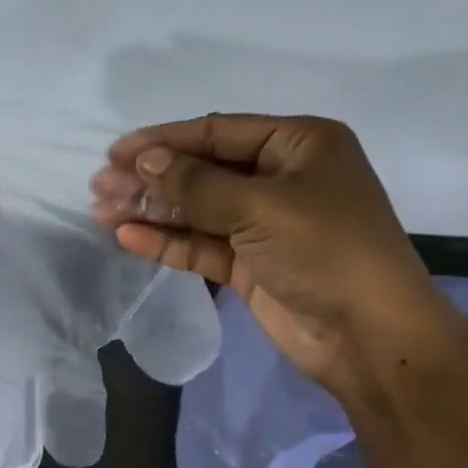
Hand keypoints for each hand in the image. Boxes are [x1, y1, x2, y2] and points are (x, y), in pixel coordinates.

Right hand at [90, 114, 445, 391]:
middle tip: (99, 185)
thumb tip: (143, 161)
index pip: (218, 132)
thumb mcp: (260, 207)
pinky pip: (201, 245)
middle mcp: (281, 179)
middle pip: (202, 171)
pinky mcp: (250, 265)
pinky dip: (166, 241)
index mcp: (298, 145)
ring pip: (197, 210)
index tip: (115, 153)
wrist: (368, 334)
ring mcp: (264, 225)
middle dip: (151, 178)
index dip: (164, 141)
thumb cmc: (326, 251)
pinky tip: (127, 236)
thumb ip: (197, 184)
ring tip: (100, 209)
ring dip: (152, 210)